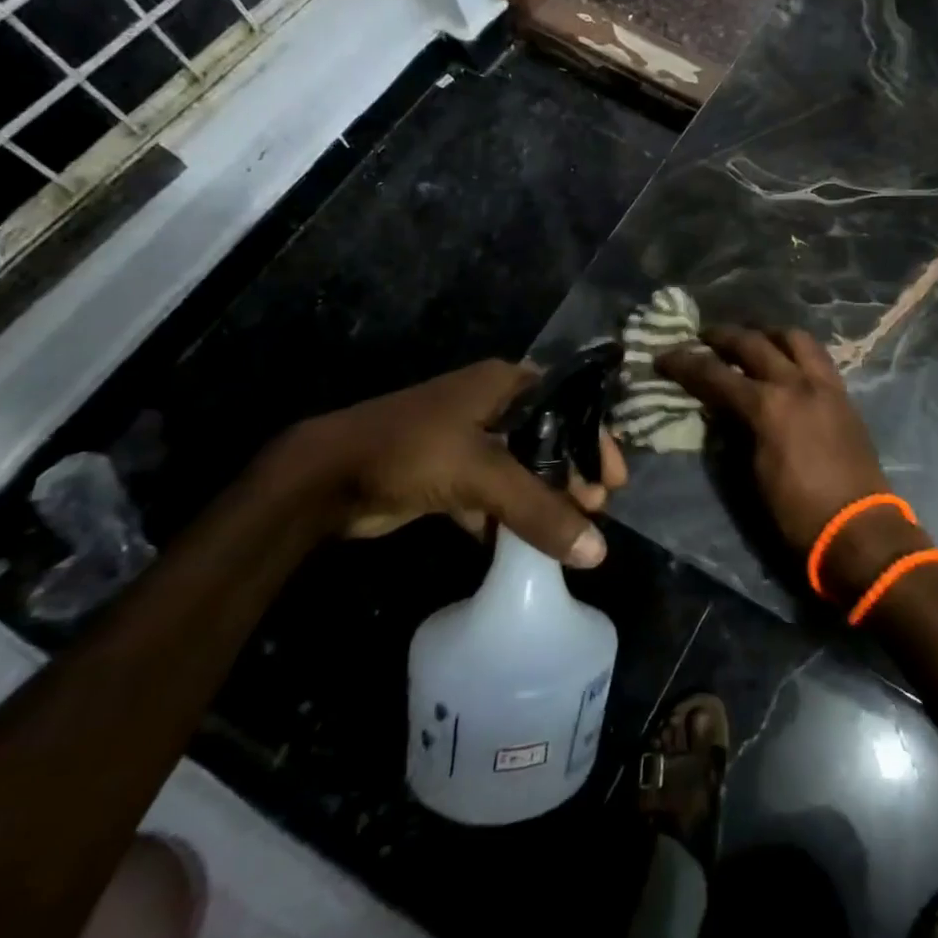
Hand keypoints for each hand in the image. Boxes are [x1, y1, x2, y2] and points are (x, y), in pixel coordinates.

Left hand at [291, 361, 626, 565]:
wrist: (323, 478)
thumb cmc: (412, 451)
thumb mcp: (482, 475)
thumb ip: (540, 511)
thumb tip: (597, 553)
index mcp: (506, 384)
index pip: (569, 406)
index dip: (595, 440)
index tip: (615, 479)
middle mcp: (491, 405)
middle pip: (547, 440)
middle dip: (571, 475)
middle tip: (595, 509)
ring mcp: (466, 440)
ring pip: (520, 469)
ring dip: (543, 499)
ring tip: (571, 531)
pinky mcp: (446, 473)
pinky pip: (491, 493)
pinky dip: (507, 517)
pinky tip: (523, 546)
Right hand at [658, 326, 923, 593]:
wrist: (857, 529)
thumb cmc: (797, 512)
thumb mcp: (752, 474)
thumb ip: (735, 431)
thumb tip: (720, 410)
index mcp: (768, 406)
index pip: (716, 374)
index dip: (685, 363)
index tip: (664, 356)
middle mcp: (797, 383)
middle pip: (753, 343)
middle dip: (723, 336)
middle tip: (703, 337)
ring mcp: (825, 384)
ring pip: (794, 338)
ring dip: (767, 334)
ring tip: (752, 340)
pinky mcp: (844, 394)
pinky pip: (817, 356)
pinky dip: (795, 350)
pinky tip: (786, 361)